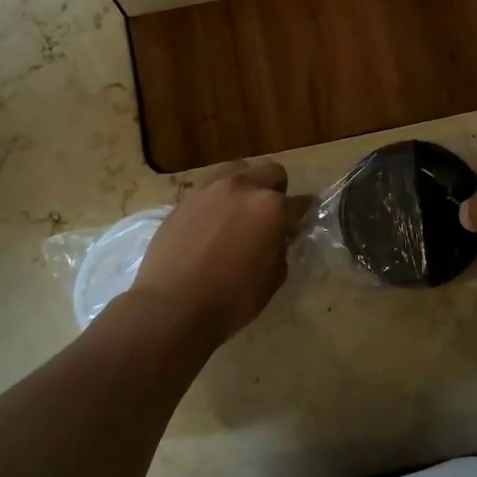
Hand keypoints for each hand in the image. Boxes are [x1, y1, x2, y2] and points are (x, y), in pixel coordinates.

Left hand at [131, 162, 307, 342]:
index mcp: (272, 207)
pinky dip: (219, 198)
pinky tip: (213, 223)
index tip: (301, 223)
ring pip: (238, 170)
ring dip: (246, 185)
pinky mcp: (185, 198)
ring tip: (239, 211)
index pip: (301, 202)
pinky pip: (210, 187)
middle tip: (270, 216)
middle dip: (277, 191)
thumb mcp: (273, 279)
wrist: (172, 306)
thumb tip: (277, 238)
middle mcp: (243, 188)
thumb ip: (280, 249)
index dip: (304, 214)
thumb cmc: (231, 299)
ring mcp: (211, 189)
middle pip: (271, 172)